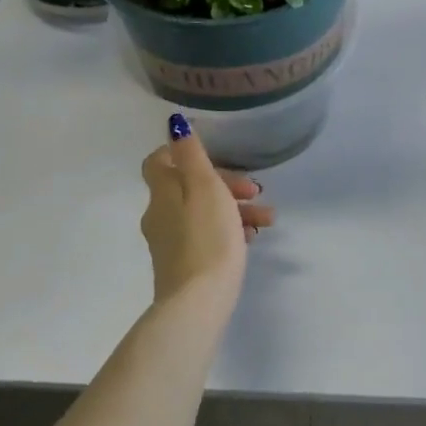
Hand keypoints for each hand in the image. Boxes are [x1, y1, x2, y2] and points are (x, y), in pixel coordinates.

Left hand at [139, 120, 273, 307]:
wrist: (198, 303)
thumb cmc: (207, 237)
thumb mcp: (204, 187)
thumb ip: (191, 154)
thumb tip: (174, 123)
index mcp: (162, 193)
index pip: (158, 161)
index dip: (182, 152)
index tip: (213, 154)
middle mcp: (160, 215)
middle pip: (189, 187)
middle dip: (225, 183)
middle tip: (255, 189)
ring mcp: (170, 242)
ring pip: (203, 212)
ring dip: (235, 208)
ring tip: (267, 219)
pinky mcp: (183, 265)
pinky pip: (207, 236)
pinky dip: (228, 231)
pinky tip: (251, 239)